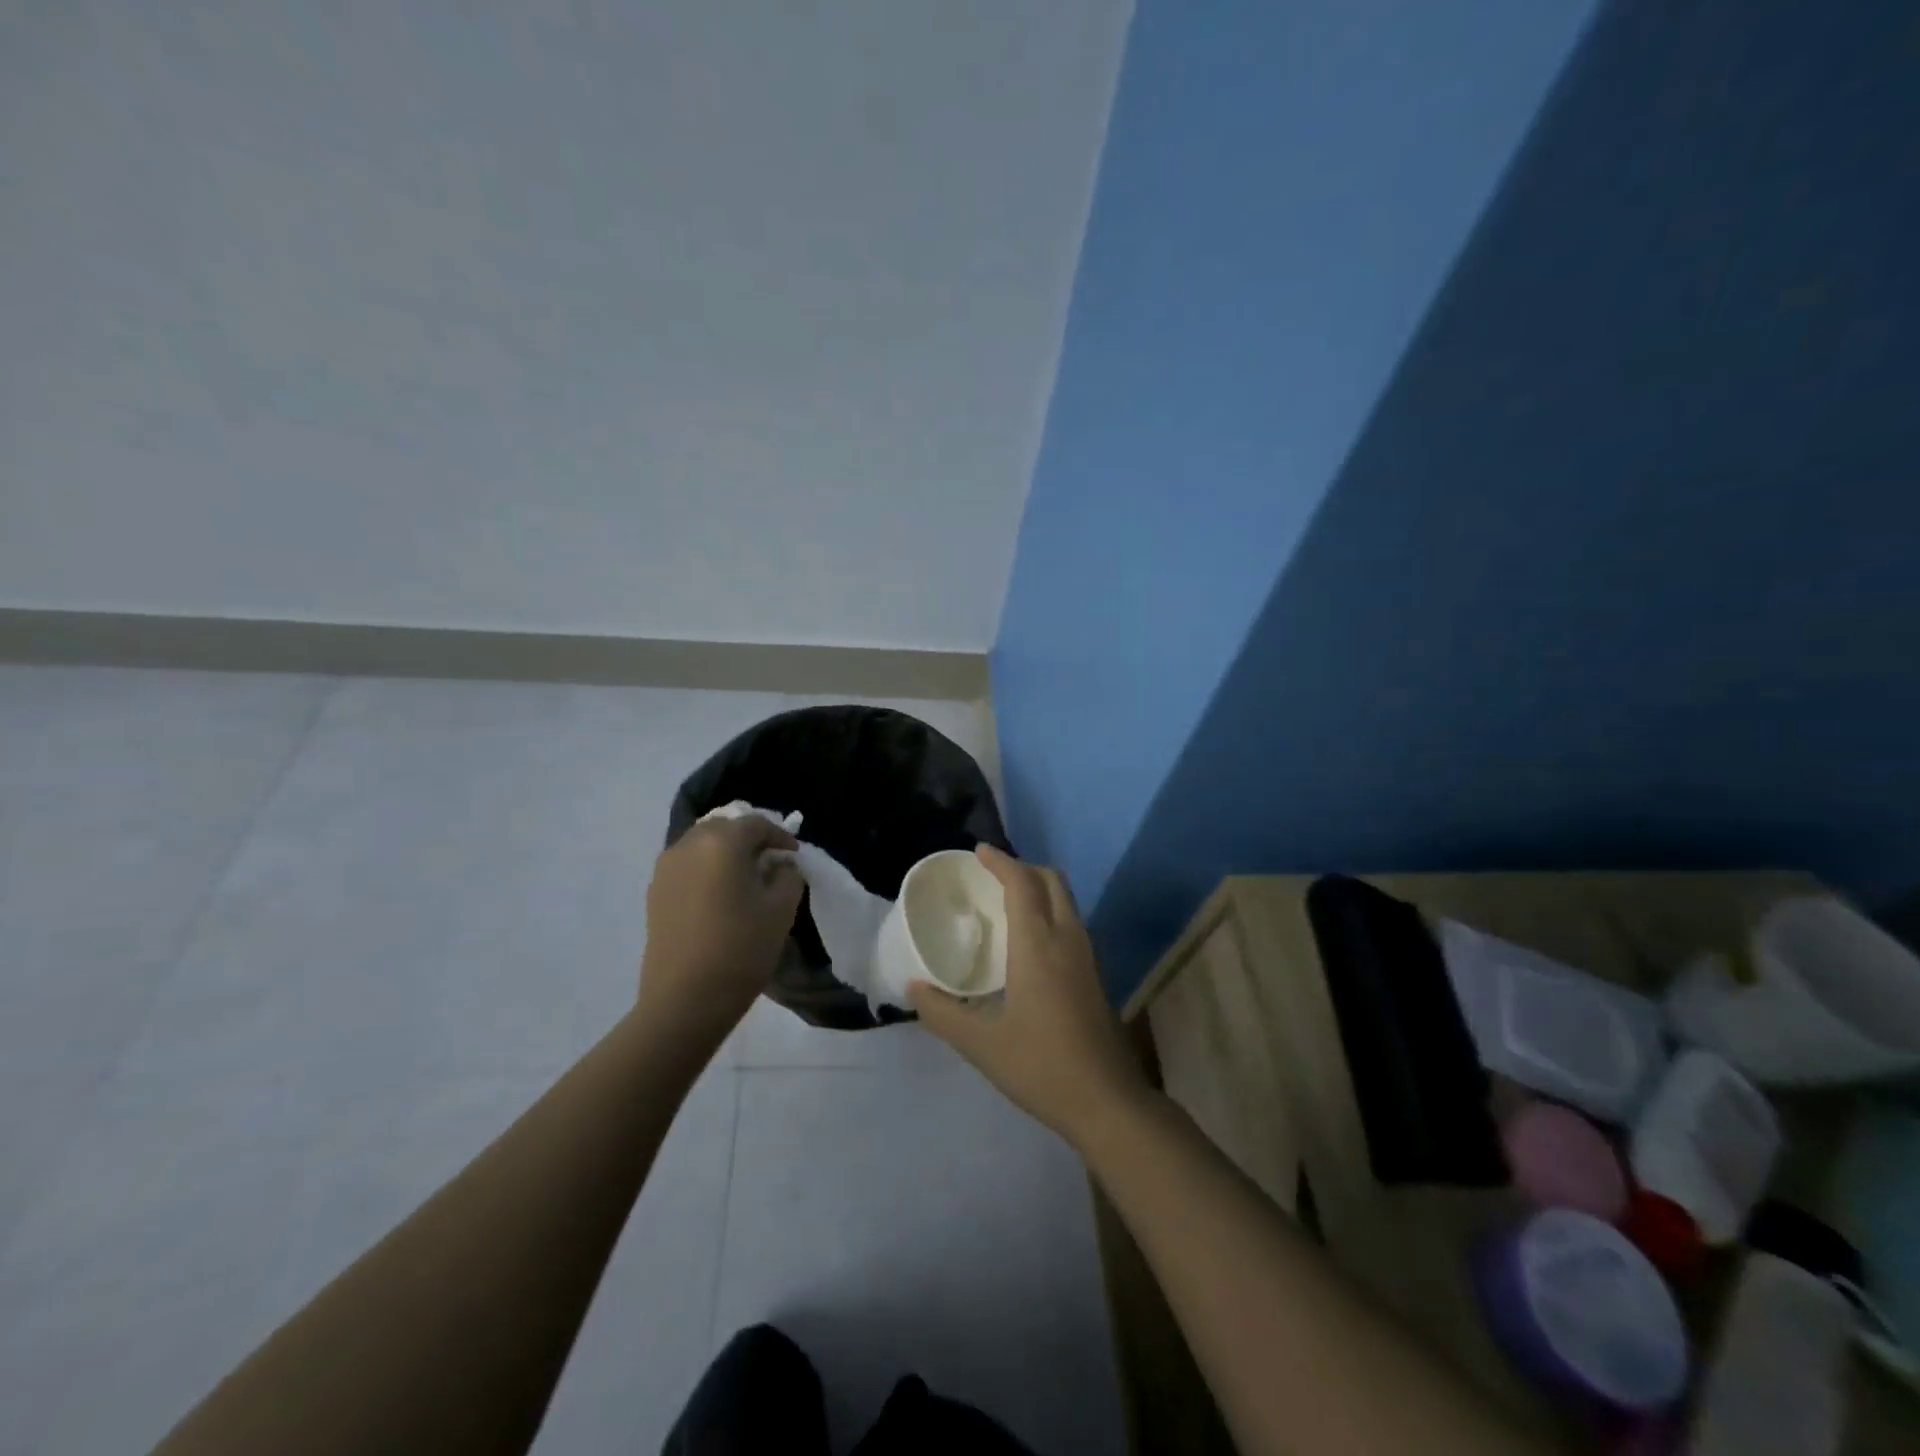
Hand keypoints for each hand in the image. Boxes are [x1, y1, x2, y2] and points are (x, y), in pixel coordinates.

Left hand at [637, 815, 803, 1046]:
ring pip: (701, 845)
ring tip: (744, 878)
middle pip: (724, 827)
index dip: (780, 835)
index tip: (794, 856)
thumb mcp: (781, 910)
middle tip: (769, 861)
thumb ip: (788, 875)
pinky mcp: (654, 893)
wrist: (684, 1000)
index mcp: (722, 842)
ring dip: (724, 853)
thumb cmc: (740, 949)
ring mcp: (666, 869)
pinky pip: (686, 866)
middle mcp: (688, 845)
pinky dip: (706, 870)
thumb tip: (780, 864)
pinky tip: (719, 896)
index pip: (756, 823)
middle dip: (749, 839)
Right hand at [910, 846, 1150, 1146]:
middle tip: (991, 875)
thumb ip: (943, 1012)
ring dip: (1038, 888)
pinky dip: (1049, 910)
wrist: (1107, 1101)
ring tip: (1006, 901)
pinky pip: (1070, 921)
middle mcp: (1067, 939)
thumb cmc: (1041, 1066)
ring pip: (1066, 900)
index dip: (1001, 861)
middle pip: (1051, 881)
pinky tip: (1029, 939)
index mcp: (1038, 946)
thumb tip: (913, 987)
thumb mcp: (981, 1044)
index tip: (979, 851)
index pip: (1022, 884)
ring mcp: (1086, 955)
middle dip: (1023, 868)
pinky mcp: (1095, 973)